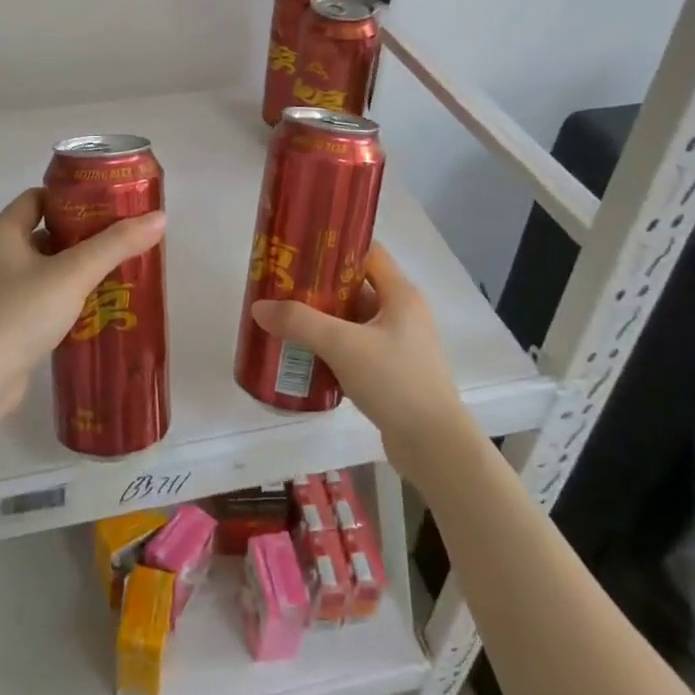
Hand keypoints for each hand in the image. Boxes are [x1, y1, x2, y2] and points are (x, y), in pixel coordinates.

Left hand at [0, 188, 166, 422]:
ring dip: (73, 268)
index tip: (108, 205)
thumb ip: (116, 245)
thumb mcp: (74, 273)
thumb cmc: (21, 313)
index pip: (38, 197)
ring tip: (114, 273)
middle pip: (42, 231)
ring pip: (42, 267)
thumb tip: (159, 218)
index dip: (72, 198)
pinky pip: (37, 296)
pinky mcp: (1, 321)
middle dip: (80, 235)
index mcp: (1, 231)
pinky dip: (62, 296)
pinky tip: (92, 307)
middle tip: (119, 240)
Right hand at [251, 241, 474, 483]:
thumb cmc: (395, 382)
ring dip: (324, 319)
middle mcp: (403, 313)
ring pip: (355, 320)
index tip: (300, 251)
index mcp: (400, 295)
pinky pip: (358, 348)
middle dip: (320, 286)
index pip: (367, 253)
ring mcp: (400, 345)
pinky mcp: (394, 372)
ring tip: (287, 320)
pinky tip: (306, 356)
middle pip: (356, 287)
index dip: (335, 247)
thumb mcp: (342, 345)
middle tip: (284, 287)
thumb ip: (299, 322)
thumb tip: (259, 307)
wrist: (435, 447)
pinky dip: (334, 347)